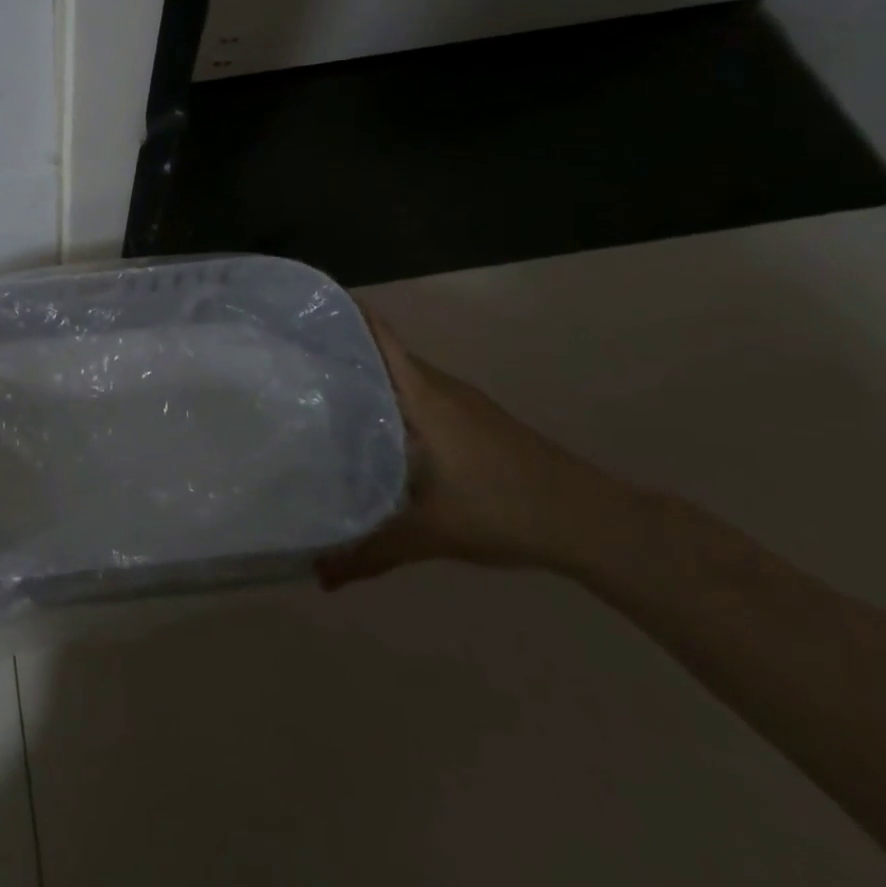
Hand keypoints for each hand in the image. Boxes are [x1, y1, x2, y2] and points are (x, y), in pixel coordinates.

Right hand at [317, 318, 626, 587]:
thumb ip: (371, 552)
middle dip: (344, 348)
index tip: (304, 309)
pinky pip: (423, 393)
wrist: (591, 521)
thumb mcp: (430, 534)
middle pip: (385, 352)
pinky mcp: (479, 420)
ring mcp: (464, 402)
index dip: (345, 315)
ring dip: (370, 374)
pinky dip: (395, 396)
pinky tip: (378, 426)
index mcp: (424, 397)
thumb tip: (318, 577)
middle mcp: (442, 388)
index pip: (379, 337)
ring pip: (406, 375)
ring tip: (323, 389)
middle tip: (294, 358)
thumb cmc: (503, 510)